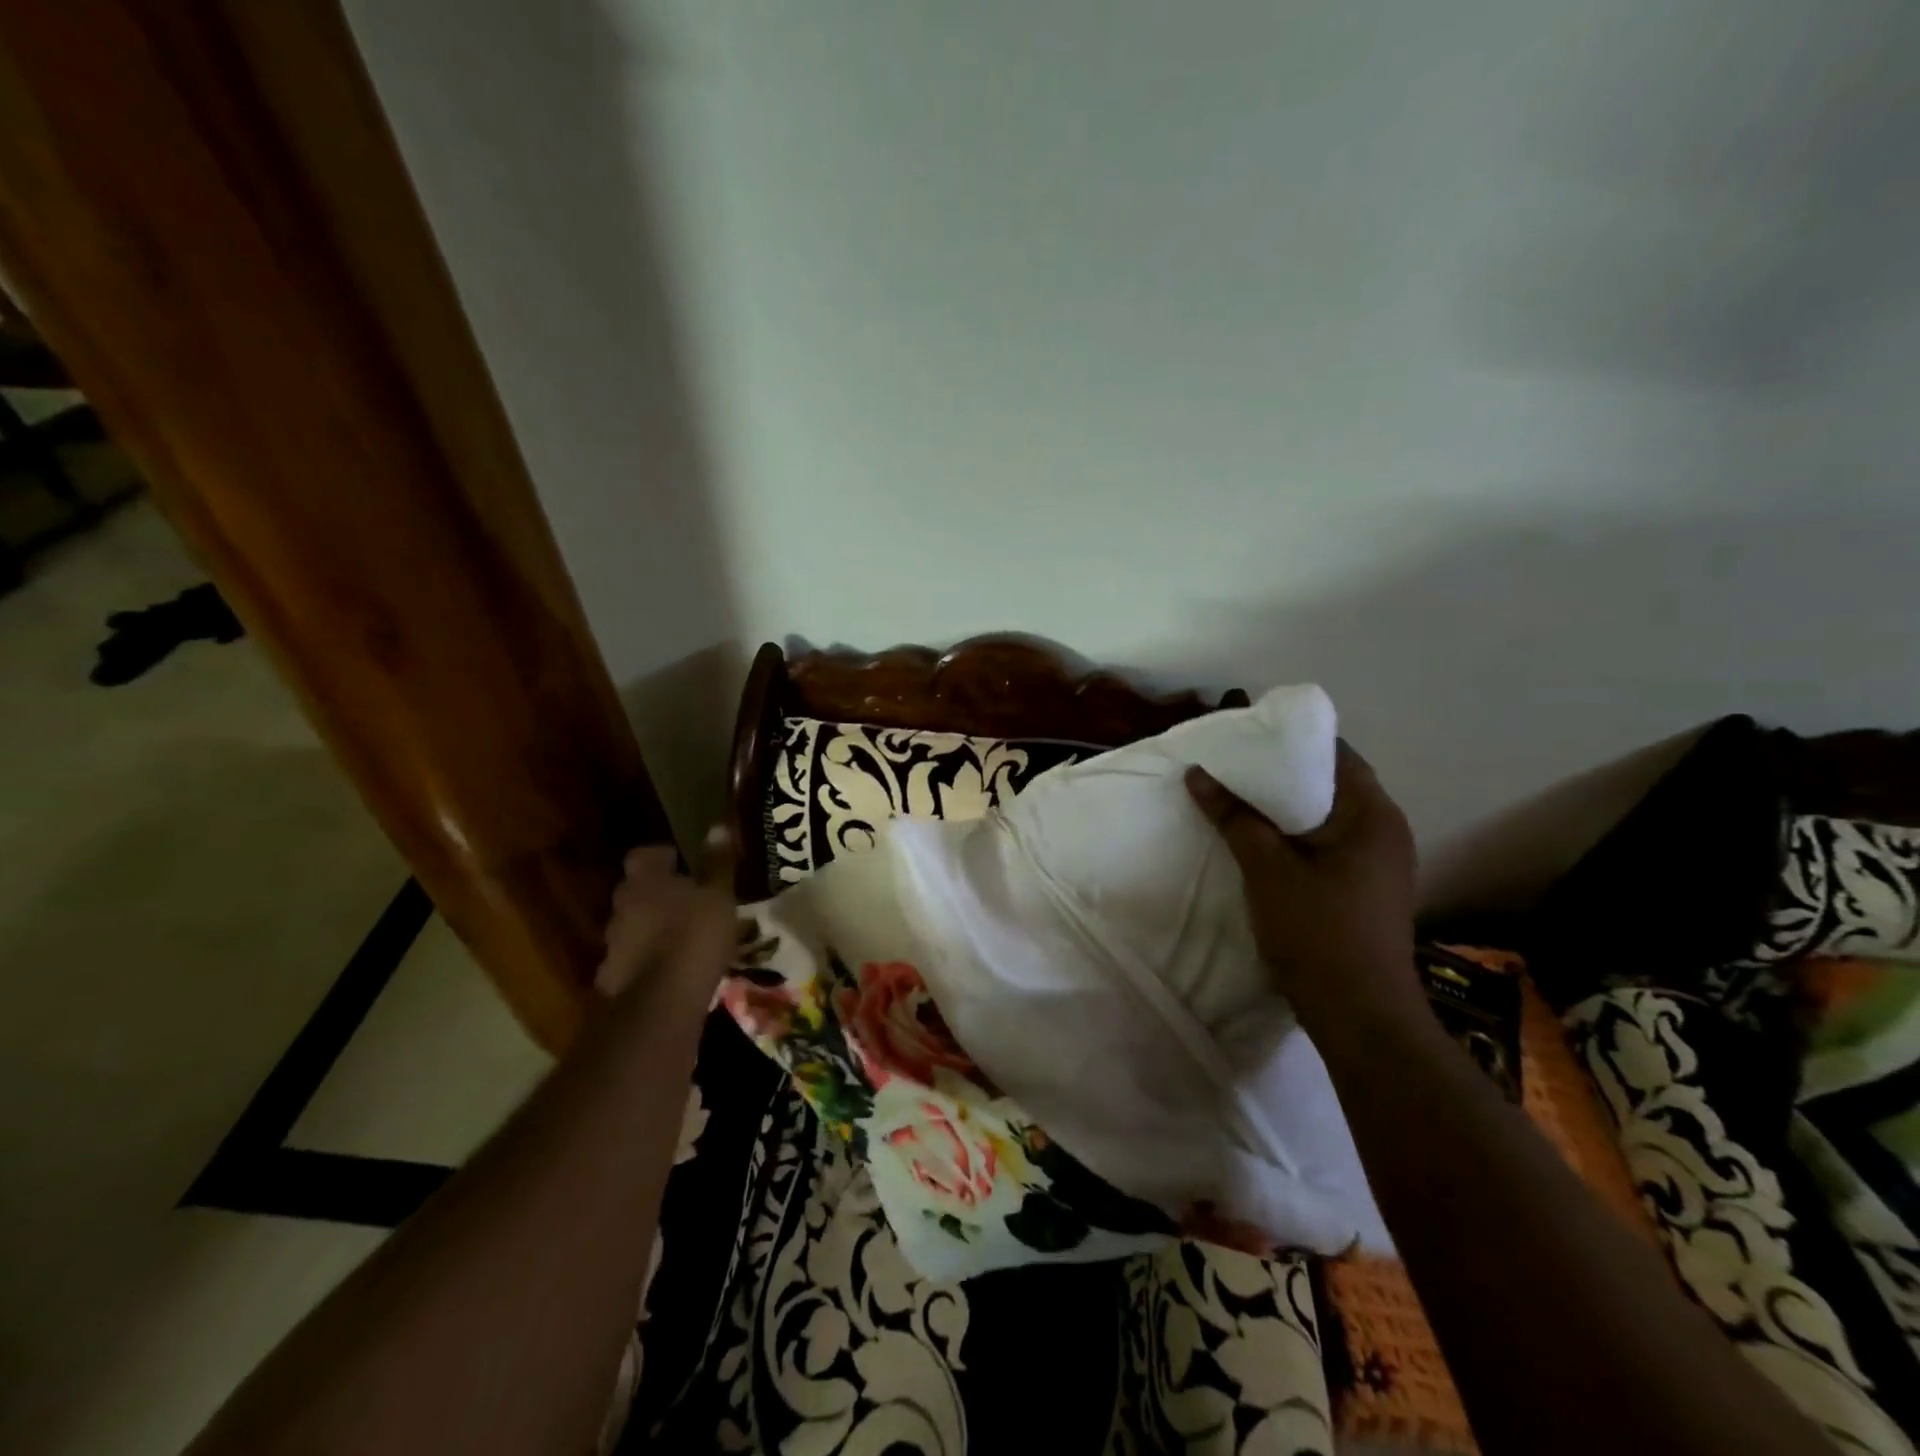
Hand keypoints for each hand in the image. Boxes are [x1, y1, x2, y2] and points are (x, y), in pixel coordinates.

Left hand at [594, 834, 734, 1001]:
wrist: (661, 1003)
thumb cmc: (695, 937)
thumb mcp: (720, 896)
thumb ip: (718, 863)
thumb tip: (718, 827)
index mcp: (645, 880)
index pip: (644, 854)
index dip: (663, 856)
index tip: (683, 862)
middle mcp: (622, 906)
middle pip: (637, 890)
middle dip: (659, 894)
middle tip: (690, 901)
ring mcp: (613, 943)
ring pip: (635, 925)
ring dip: (653, 927)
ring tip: (684, 938)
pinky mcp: (614, 977)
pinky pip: (634, 959)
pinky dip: (649, 960)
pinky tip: (673, 969)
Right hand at [1185, 743, 1422, 1035]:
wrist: (1359, 1015)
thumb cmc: (1318, 931)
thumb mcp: (1267, 868)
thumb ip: (1234, 817)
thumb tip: (1198, 773)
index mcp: (1373, 815)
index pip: (1337, 754)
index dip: (1291, 741)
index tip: (1247, 738)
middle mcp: (1386, 831)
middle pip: (1332, 784)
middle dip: (1282, 775)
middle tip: (1234, 767)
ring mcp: (1381, 864)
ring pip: (1328, 818)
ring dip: (1287, 809)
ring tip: (1239, 800)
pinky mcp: (1368, 890)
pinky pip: (1330, 845)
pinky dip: (1297, 836)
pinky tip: (1262, 842)